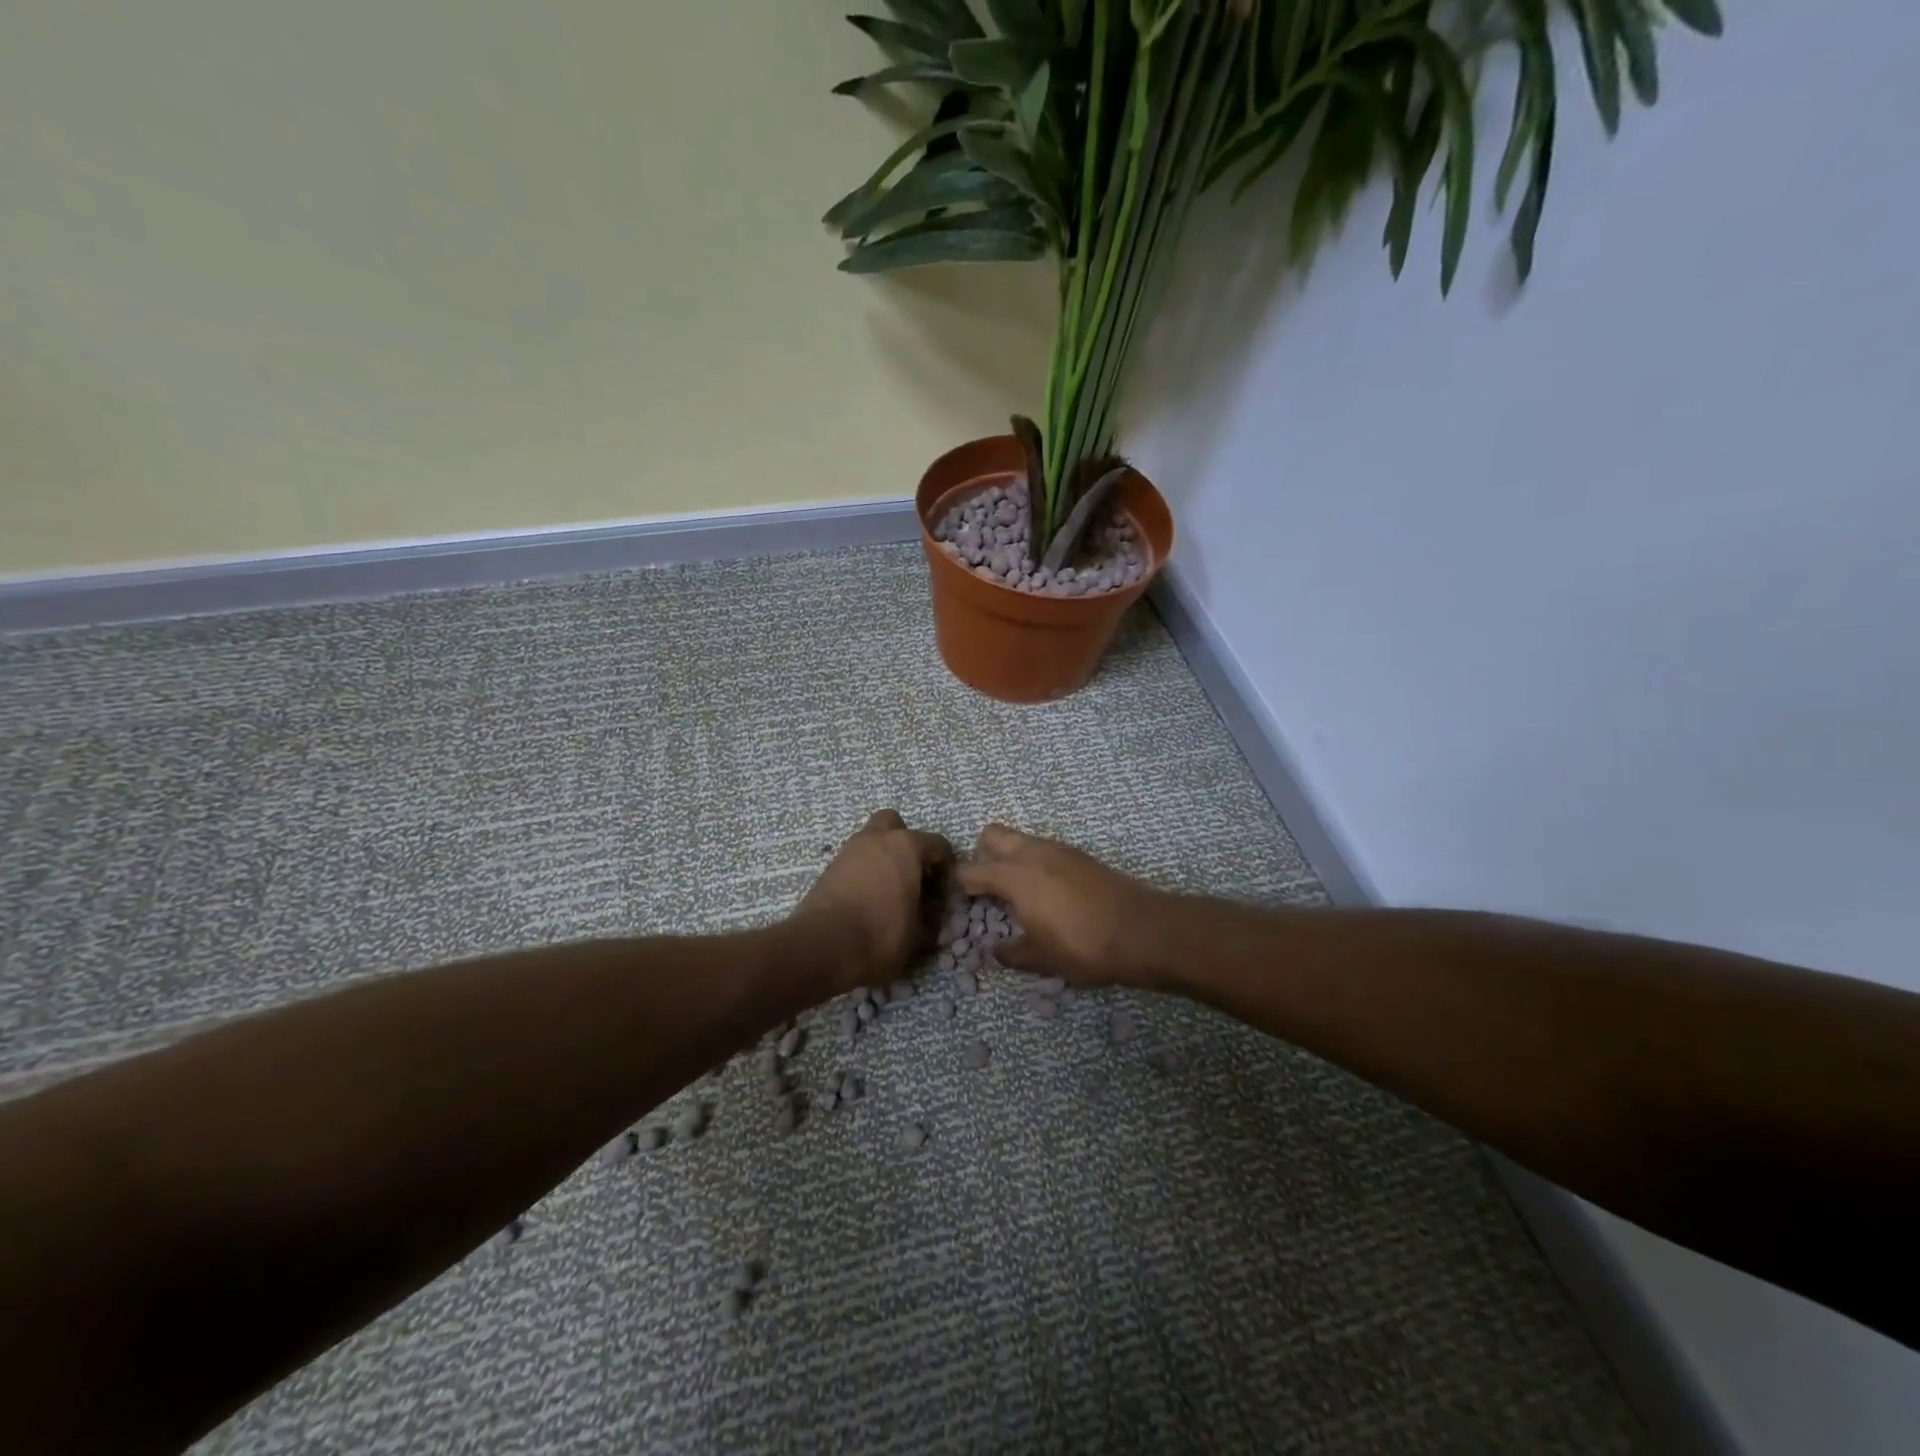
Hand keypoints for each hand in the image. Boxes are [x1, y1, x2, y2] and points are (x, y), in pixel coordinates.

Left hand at [795, 810, 951, 988]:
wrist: (821, 947)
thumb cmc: (880, 934)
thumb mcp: (918, 935)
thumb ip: (930, 919)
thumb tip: (932, 917)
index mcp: (906, 846)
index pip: (937, 844)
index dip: (947, 867)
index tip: (946, 891)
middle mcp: (876, 839)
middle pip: (895, 825)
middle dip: (906, 844)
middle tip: (912, 875)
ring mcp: (848, 851)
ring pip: (870, 842)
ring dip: (882, 858)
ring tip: (889, 892)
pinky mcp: (828, 870)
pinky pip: (853, 862)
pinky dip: (863, 873)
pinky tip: (867, 900)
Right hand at [955, 825, 1167, 986]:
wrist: (1142, 930)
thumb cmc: (1083, 947)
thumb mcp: (1041, 959)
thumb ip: (1012, 953)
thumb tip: (995, 952)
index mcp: (1014, 876)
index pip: (970, 869)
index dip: (960, 884)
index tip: (961, 901)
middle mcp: (1032, 853)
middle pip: (991, 835)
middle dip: (982, 855)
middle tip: (988, 888)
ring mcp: (1058, 849)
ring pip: (1021, 839)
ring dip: (1011, 857)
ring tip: (1018, 893)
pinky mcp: (1079, 854)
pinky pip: (1044, 848)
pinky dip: (1035, 862)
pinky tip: (1048, 892)